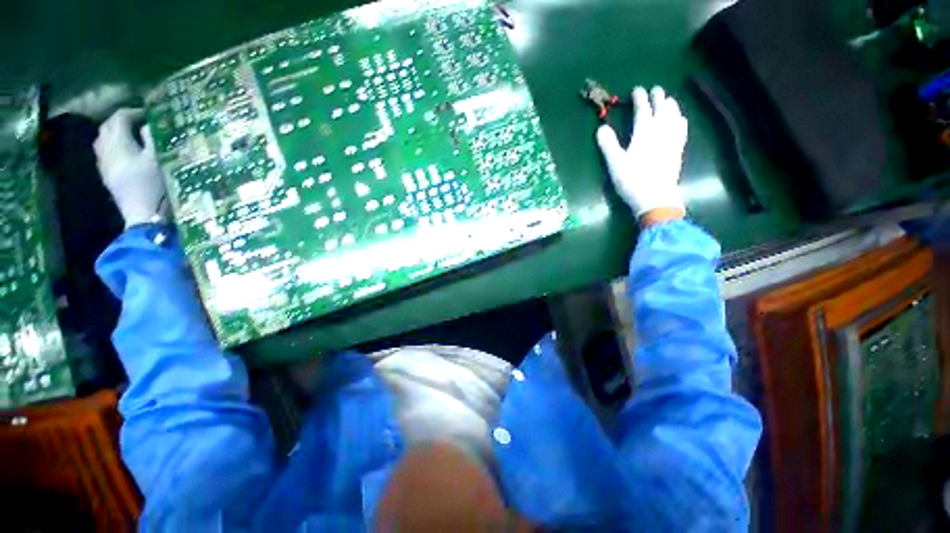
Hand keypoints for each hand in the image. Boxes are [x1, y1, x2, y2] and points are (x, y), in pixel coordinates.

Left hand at [94, 108, 168, 227]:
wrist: (143, 214)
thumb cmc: (155, 185)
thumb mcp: (159, 160)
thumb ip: (152, 139)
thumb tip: (148, 125)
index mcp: (118, 142)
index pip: (120, 117)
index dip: (134, 112)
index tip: (150, 115)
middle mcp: (105, 148)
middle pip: (108, 126)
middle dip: (123, 121)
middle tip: (141, 123)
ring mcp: (103, 162)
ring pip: (104, 139)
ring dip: (116, 133)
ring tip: (133, 137)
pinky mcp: (106, 174)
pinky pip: (105, 152)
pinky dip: (114, 146)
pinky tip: (126, 153)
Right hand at [596, 86, 687, 222]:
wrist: (655, 198)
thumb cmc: (632, 181)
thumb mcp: (615, 164)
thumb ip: (608, 144)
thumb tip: (601, 127)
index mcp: (644, 134)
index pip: (643, 111)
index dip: (640, 99)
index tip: (637, 90)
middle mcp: (660, 133)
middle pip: (661, 110)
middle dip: (658, 98)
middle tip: (655, 89)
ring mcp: (671, 142)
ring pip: (674, 117)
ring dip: (671, 106)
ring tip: (669, 100)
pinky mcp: (677, 152)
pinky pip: (681, 131)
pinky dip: (680, 121)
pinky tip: (681, 120)